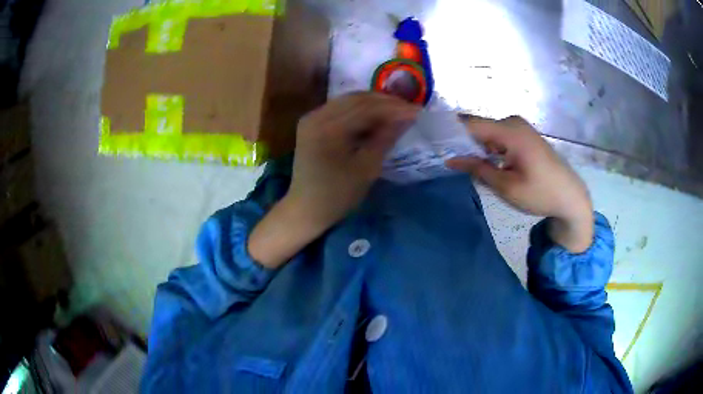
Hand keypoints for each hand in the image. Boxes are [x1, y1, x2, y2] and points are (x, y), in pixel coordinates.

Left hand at [249, 92, 418, 267]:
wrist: (306, 209)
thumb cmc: (337, 195)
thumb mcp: (366, 168)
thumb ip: (385, 138)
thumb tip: (406, 117)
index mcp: (327, 128)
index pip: (366, 108)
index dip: (394, 107)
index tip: (417, 110)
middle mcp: (316, 116)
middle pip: (356, 99)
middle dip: (385, 102)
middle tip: (409, 108)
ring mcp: (311, 118)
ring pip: (348, 101)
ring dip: (374, 104)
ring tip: (397, 110)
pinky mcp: (312, 123)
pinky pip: (340, 109)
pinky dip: (360, 110)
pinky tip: (376, 116)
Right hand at [446, 115, 593, 252]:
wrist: (570, 196)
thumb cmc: (541, 194)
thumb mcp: (507, 186)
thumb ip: (477, 169)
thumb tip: (450, 159)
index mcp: (510, 131)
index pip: (470, 124)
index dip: (449, 132)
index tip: (431, 143)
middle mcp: (513, 122)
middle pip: (477, 126)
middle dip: (461, 141)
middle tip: (443, 158)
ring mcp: (519, 127)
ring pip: (487, 132)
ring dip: (474, 146)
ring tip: (459, 162)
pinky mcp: (523, 135)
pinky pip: (498, 136)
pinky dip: (487, 148)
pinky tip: (481, 162)